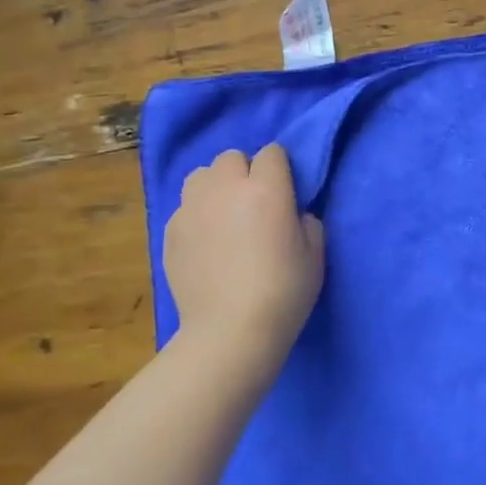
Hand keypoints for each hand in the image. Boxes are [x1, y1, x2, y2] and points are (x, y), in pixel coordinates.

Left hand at [163, 144, 325, 361]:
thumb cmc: (283, 293)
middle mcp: (225, 187)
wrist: (229, 331)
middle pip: (231, 157)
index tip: (284, 193)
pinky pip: (185, 208)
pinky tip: (205, 244)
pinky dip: (196, 216)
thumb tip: (292, 214)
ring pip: (200, 176)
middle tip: (253, 204)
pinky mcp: (170, 230)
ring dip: (215, 187)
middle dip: (244, 172)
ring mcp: (192, 207)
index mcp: (266, 188)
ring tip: (223, 216)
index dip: (280, 170)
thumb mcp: (315, 255)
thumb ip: (306, 222)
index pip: (273, 152)